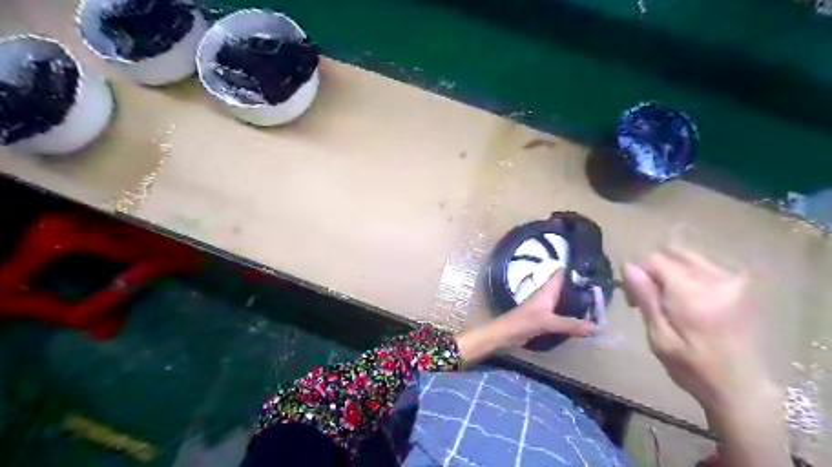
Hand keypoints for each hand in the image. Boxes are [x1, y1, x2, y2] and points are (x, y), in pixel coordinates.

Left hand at [454, 270, 597, 365]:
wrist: (504, 334)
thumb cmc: (523, 322)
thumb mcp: (548, 322)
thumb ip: (571, 325)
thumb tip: (597, 327)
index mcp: (547, 290)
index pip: (562, 273)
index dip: (576, 269)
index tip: (594, 268)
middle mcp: (548, 295)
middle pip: (566, 287)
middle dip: (581, 287)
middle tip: (603, 290)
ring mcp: (546, 306)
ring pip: (565, 299)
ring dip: (578, 300)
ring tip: (598, 303)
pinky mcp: (544, 317)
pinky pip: (562, 311)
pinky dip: (572, 313)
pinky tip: (583, 318)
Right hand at [621, 248, 776, 414]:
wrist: (740, 387)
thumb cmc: (692, 367)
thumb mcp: (659, 338)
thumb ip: (646, 299)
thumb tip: (629, 267)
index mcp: (694, 295)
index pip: (656, 260)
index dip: (638, 274)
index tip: (633, 299)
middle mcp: (717, 280)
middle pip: (672, 253)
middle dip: (653, 270)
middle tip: (648, 297)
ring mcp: (734, 280)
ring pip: (687, 256)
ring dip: (670, 271)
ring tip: (668, 298)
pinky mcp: (741, 285)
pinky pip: (704, 265)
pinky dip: (687, 275)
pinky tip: (687, 298)